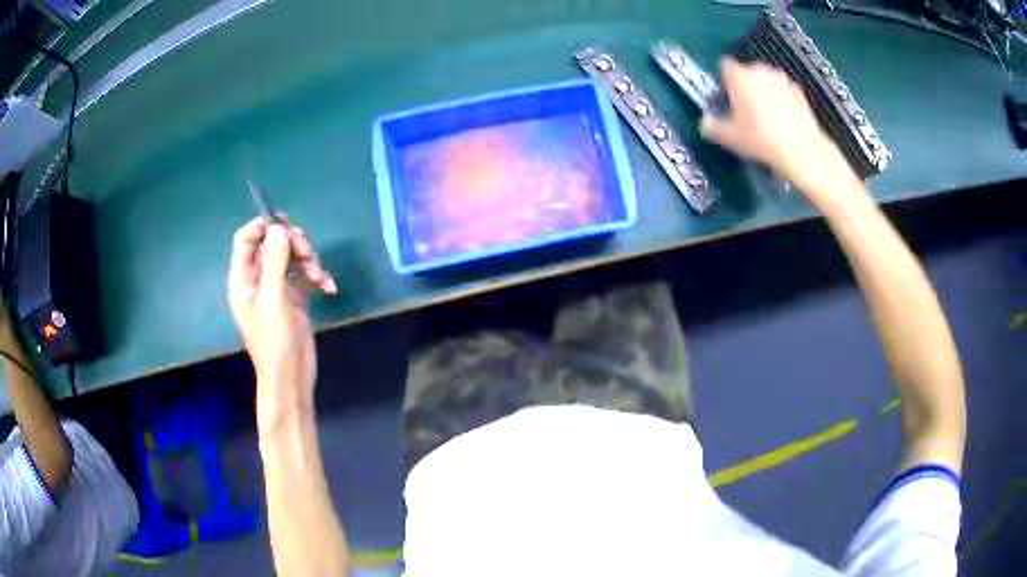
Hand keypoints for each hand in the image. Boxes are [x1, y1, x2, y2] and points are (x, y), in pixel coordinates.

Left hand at [228, 217, 336, 429]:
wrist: (290, 377)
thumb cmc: (275, 341)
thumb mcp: (273, 299)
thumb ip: (274, 261)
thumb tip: (278, 228)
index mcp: (243, 278)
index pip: (245, 239)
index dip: (262, 226)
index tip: (285, 225)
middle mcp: (257, 279)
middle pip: (273, 244)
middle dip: (293, 245)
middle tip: (309, 255)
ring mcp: (276, 287)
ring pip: (291, 257)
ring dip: (309, 261)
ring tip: (321, 276)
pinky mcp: (293, 297)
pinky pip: (304, 274)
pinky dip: (317, 276)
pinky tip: (329, 287)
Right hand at [700, 58, 838, 184]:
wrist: (800, 149)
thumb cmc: (759, 139)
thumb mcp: (728, 137)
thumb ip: (711, 126)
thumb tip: (705, 123)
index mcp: (738, 75)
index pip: (724, 66)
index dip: (724, 81)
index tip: (726, 98)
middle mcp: (759, 70)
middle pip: (746, 72)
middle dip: (745, 86)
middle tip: (746, 111)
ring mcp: (782, 79)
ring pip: (766, 81)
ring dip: (764, 92)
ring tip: (767, 117)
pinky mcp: (799, 91)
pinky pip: (784, 92)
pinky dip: (782, 100)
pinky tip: (783, 120)